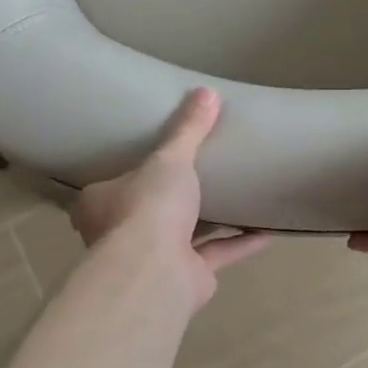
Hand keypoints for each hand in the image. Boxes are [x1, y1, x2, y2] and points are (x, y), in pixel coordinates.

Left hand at [71, 87, 269, 305]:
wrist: (156, 270)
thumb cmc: (148, 206)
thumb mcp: (170, 157)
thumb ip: (188, 129)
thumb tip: (207, 91)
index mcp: (101, 203)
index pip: (109, 186)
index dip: (127, 174)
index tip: (150, 161)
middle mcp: (121, 233)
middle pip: (146, 212)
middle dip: (169, 200)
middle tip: (196, 176)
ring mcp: (153, 258)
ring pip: (184, 235)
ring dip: (210, 222)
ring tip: (235, 198)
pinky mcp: (186, 276)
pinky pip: (216, 253)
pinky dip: (240, 242)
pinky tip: (266, 230)